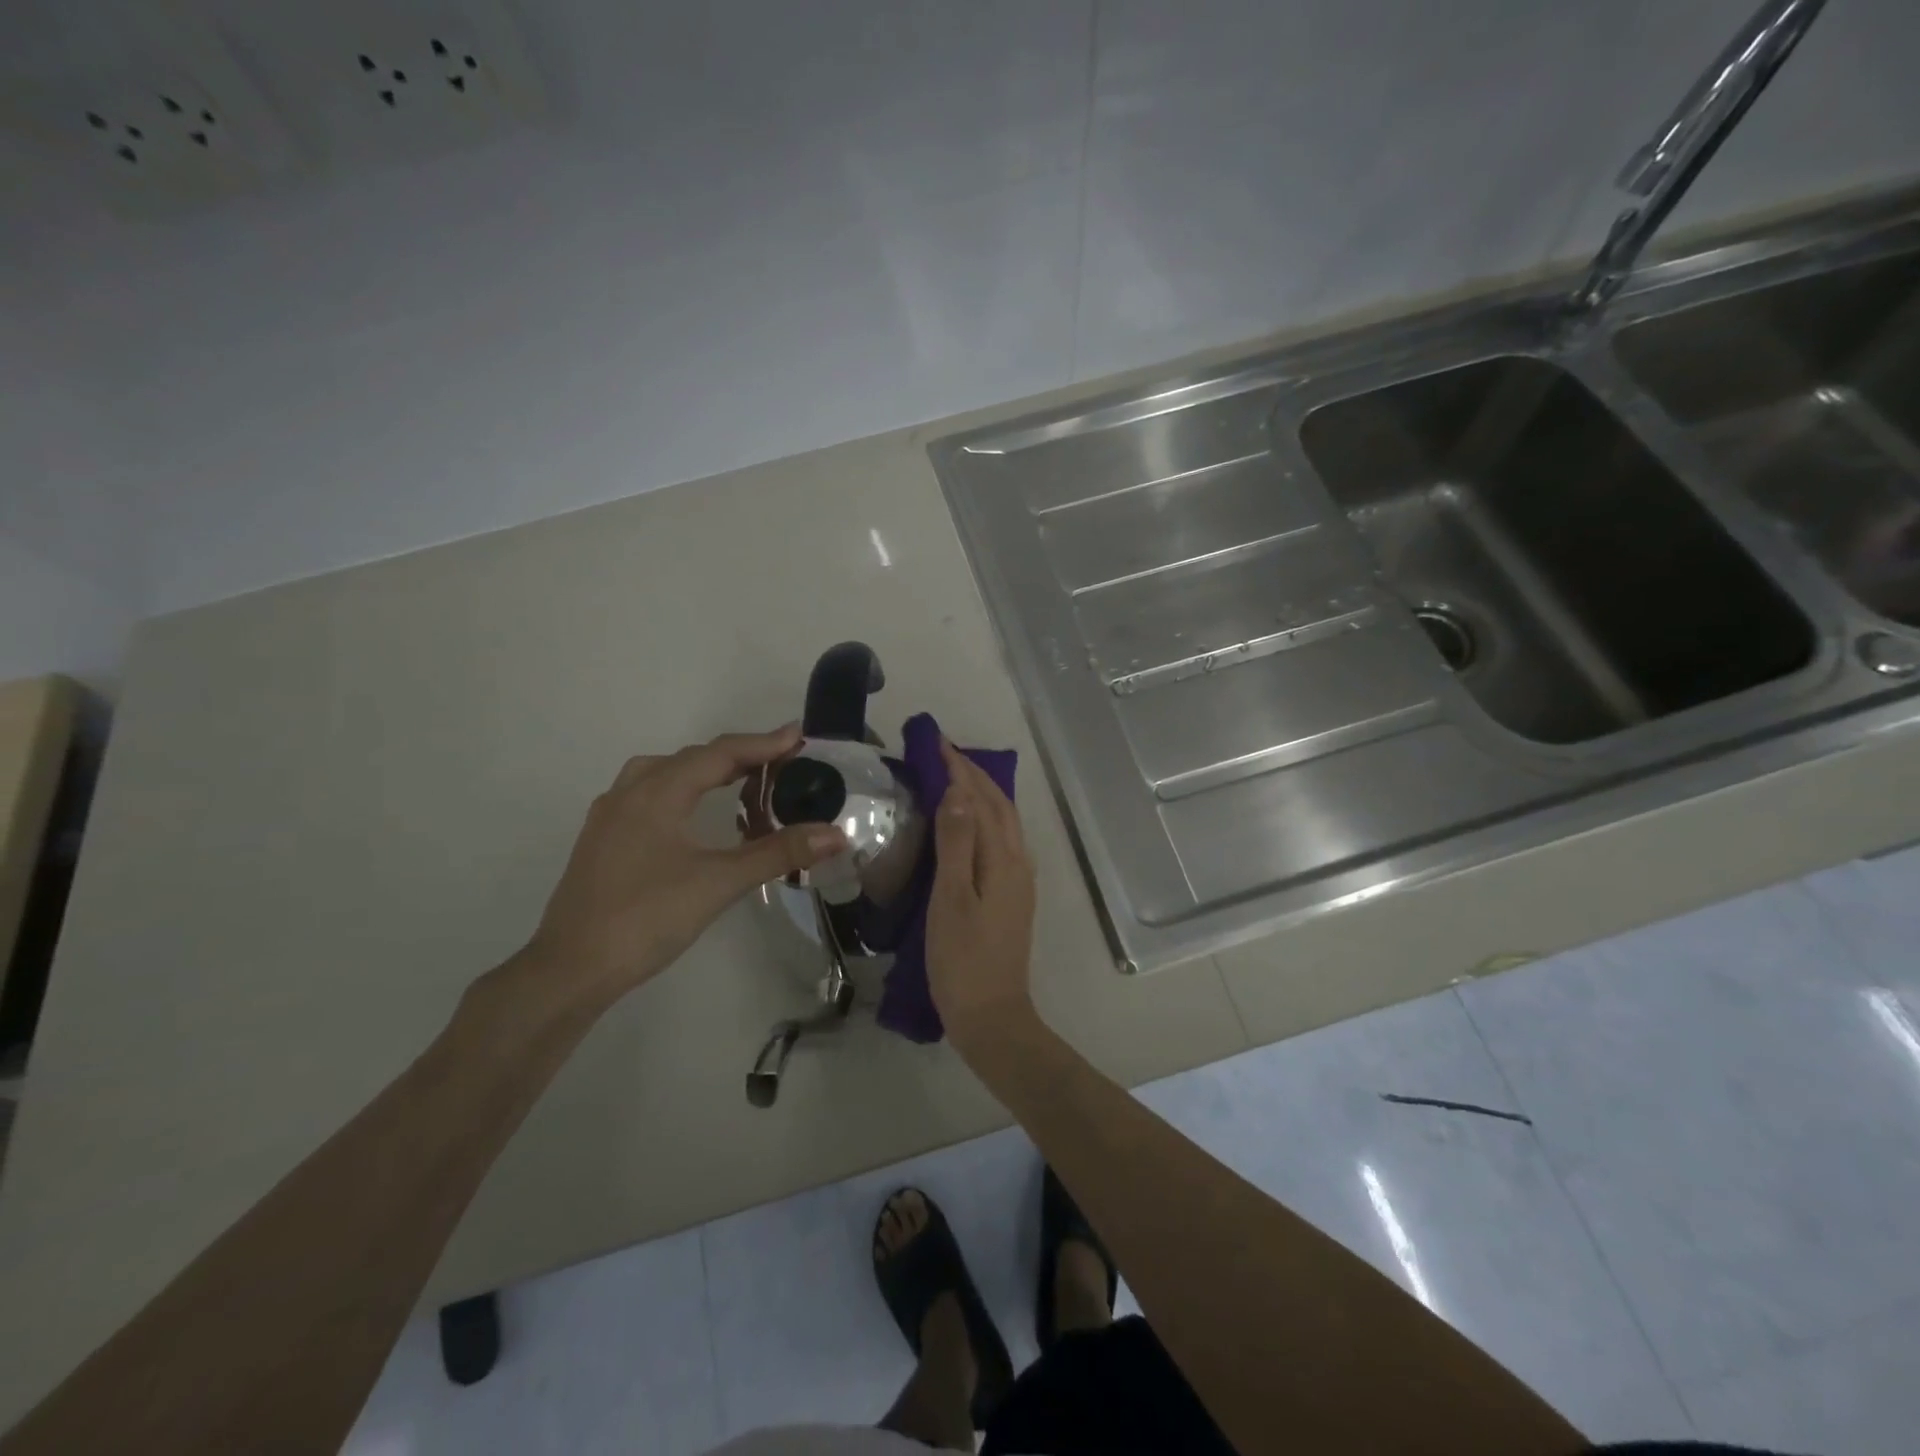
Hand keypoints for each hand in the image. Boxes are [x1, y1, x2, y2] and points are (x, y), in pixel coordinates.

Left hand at [521, 726, 845, 1011]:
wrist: (570, 970)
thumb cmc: (646, 918)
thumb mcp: (719, 883)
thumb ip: (778, 853)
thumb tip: (835, 833)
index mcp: (658, 792)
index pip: (720, 754)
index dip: (763, 744)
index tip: (799, 736)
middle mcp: (630, 792)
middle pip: (692, 758)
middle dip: (739, 756)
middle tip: (780, 762)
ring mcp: (610, 816)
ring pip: (664, 773)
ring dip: (706, 770)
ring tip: (739, 781)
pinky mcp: (602, 839)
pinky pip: (648, 794)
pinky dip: (681, 790)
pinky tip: (691, 815)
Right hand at [926, 740, 1037, 1050]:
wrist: (991, 1016)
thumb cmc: (963, 959)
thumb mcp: (952, 899)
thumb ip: (957, 844)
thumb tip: (958, 793)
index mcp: (1004, 859)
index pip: (981, 800)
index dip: (960, 769)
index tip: (936, 742)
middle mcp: (1018, 862)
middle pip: (999, 806)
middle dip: (973, 774)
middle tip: (942, 752)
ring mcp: (1019, 880)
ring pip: (1004, 822)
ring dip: (982, 793)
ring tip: (954, 777)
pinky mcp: (1012, 895)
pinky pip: (1001, 840)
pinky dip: (985, 818)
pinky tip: (968, 824)